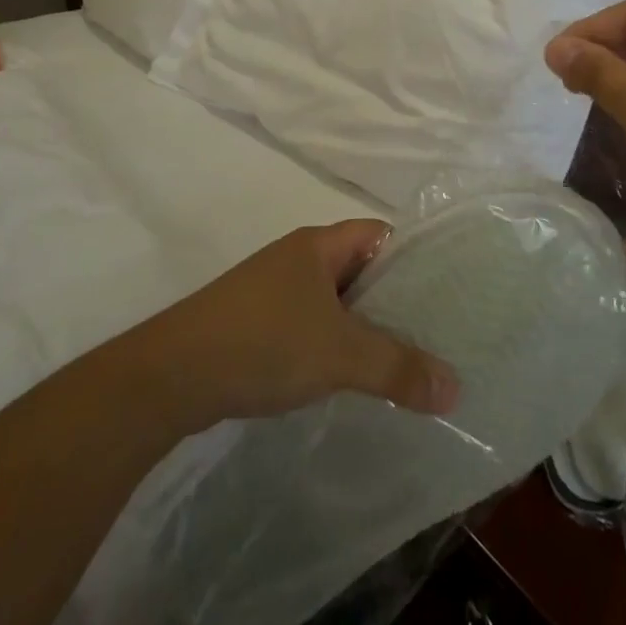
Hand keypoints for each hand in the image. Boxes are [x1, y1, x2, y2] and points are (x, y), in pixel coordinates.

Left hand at [137, 221, 460, 430]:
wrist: (168, 376)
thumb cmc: (262, 342)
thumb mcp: (340, 354)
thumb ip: (399, 369)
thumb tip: (457, 389)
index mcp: (319, 244)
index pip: (381, 235)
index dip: (413, 258)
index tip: (445, 292)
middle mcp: (297, 258)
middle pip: (361, 269)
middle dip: (393, 300)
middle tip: (433, 333)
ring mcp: (272, 291)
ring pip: (334, 301)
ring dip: (362, 326)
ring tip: (398, 359)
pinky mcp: (254, 323)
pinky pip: (308, 324)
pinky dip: (331, 344)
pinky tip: (344, 376)